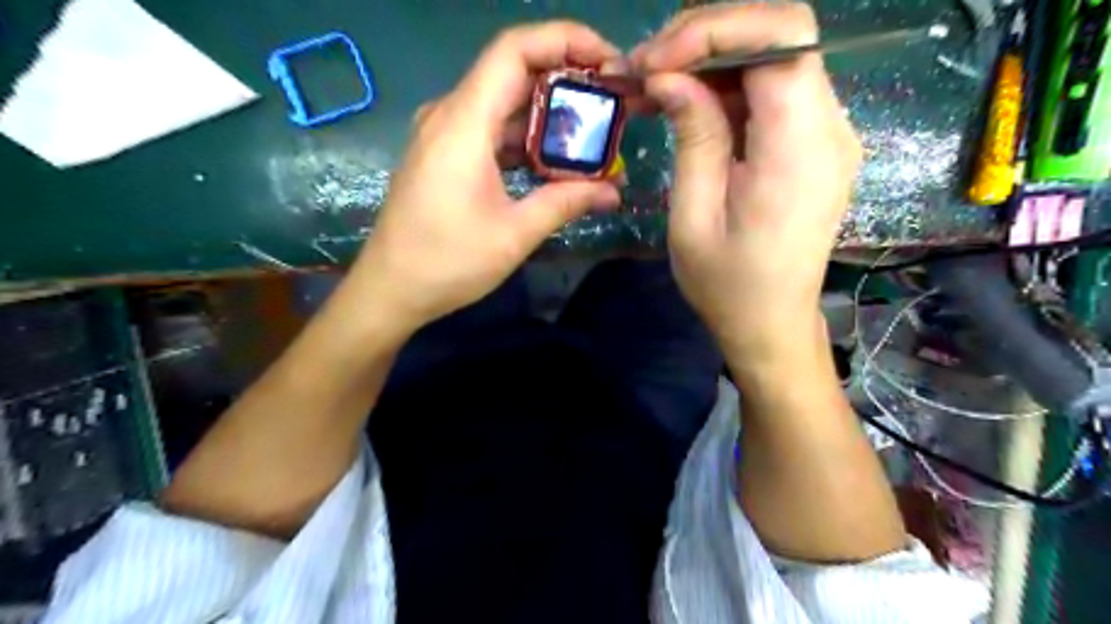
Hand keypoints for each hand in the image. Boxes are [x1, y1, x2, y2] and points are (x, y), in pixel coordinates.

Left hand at [348, 22, 620, 332]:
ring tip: (591, 133)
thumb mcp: (514, 234)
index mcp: (464, 123)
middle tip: (611, 101)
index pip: (515, 50)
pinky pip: (489, 129)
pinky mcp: (443, 155)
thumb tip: (612, 191)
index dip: (565, 40)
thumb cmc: (447, 262)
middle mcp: (450, 115)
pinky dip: (524, 136)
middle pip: (512, 71)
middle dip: (566, 77)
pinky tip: (552, 160)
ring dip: (547, 112)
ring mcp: (443, 134)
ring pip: (502, 102)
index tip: (608, 60)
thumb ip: (565, 203)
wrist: (390, 289)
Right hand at [633, 0, 856, 365]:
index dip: (714, 28)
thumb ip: (693, 136)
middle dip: (706, 38)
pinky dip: (728, 87)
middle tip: (647, 69)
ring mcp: (829, 134)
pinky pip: (775, 92)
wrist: (771, 323)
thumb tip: (670, 76)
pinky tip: (689, 106)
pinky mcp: (816, 145)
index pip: (781, 36)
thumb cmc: (727, 284)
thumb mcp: (694, 215)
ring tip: (657, 87)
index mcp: (800, 149)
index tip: (656, 61)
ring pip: (774, 59)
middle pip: (780, 36)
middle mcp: (830, 128)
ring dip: (712, 62)